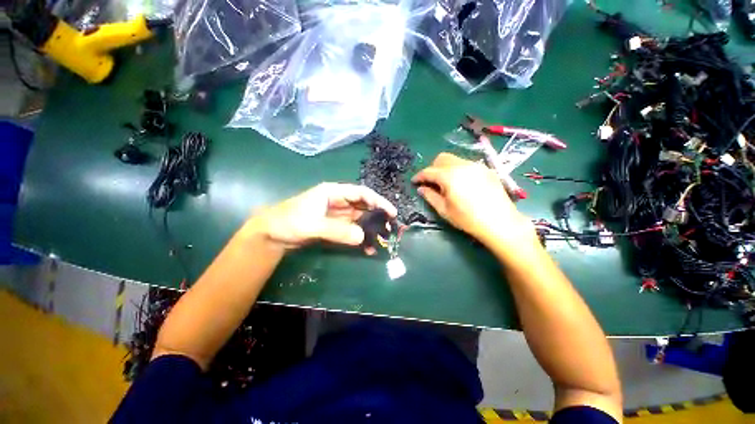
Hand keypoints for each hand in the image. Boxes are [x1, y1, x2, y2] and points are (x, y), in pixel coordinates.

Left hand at [249, 183, 396, 251]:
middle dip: (377, 215)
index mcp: (333, 192)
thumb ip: (337, 230)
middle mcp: (338, 201)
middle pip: (363, 205)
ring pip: (359, 219)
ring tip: (381, 239)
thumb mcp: (312, 225)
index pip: (361, 193)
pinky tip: (367, 247)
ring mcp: (337, 215)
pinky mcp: (335, 227)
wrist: (271, 235)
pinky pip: (352, 230)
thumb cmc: (289, 222)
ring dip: (370, 228)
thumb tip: (362, 237)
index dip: (377, 201)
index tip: (391, 212)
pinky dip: (360, 237)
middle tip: (391, 228)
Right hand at [412, 153, 533, 246]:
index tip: (414, 182)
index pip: (429, 171)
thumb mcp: (444, 210)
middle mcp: (463, 165)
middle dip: (432, 168)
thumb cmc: (468, 219)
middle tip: (430, 182)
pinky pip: (467, 164)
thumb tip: (421, 188)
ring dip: (445, 168)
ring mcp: (476, 166)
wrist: (500, 223)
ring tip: (446, 184)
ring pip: (455, 160)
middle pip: (442, 159)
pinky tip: (461, 184)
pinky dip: (458, 170)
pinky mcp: (487, 169)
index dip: (419, 176)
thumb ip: (430, 196)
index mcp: (450, 176)